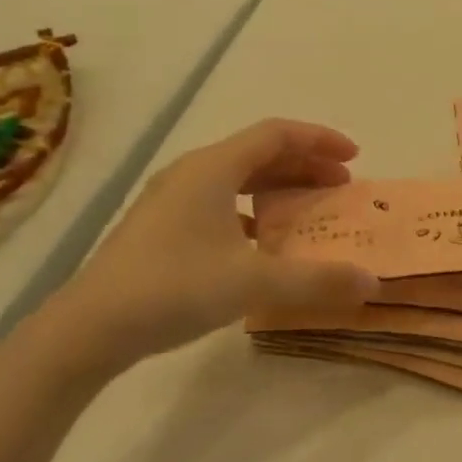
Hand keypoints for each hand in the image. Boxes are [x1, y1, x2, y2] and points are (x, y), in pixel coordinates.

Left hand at [40, 120, 379, 378]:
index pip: (277, 134)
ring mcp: (172, 200)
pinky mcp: (162, 227)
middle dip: (306, 164)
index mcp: (213, 168)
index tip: (355, 157)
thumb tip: (372, 282)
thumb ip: (317, 281)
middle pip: (259, 153)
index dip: (320, 139)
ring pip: (238, 178)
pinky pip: (220, 202)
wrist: (88, 328)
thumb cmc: (173, 288)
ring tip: (309, 209)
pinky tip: (264, 240)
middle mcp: (192, 173)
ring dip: (279, 187)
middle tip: (341, 186)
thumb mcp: (253, 283)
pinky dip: (253, 210)